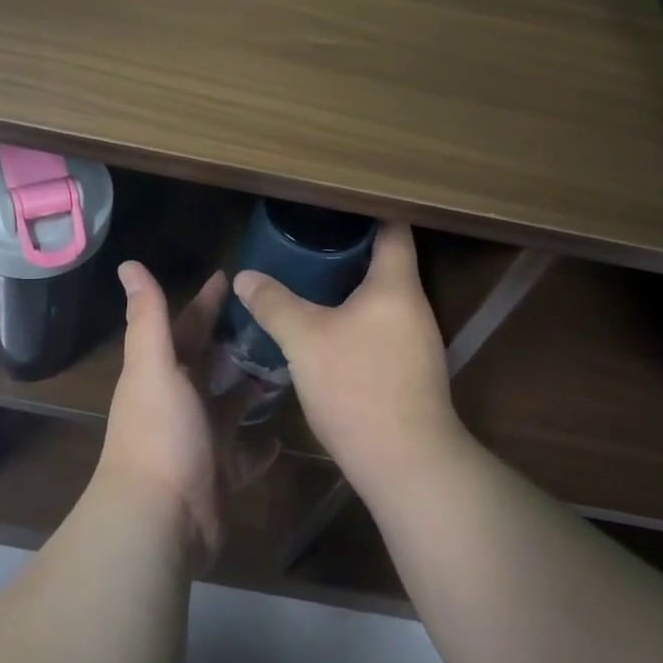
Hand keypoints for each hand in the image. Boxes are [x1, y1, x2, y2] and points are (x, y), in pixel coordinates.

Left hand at [97, 263, 266, 565]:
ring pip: (230, 405)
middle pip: (211, 363)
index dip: (206, 301)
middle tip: (276, 318)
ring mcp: (200, 439)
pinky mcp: (220, 474)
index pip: (187, 326)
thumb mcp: (154, 366)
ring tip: (290, 367)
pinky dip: (260, 445)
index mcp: (162, 372)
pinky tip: (283, 434)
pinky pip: (244, 454)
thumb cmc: (160, 433)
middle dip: (236, 340)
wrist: (160, 519)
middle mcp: (179, 401)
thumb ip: (148, 316)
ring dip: (251, 387)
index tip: (233, 277)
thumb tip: (128, 264)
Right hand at [233, 221, 464, 496]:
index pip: (393, 228)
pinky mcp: (412, 370)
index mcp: (396, 286)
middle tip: (309, 235)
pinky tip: (327, 326)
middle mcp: (414, 306)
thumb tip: (244, 277)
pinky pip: (382, 325)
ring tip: (311, 275)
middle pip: (387, 261)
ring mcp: (417, 340)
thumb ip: (274, 304)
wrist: (406, 463)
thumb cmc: (358, 387)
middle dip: (350, 247)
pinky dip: (357, 316)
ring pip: (383, 297)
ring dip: (352, 284)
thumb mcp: (305, 340)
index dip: (369, 208)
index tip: (337, 199)